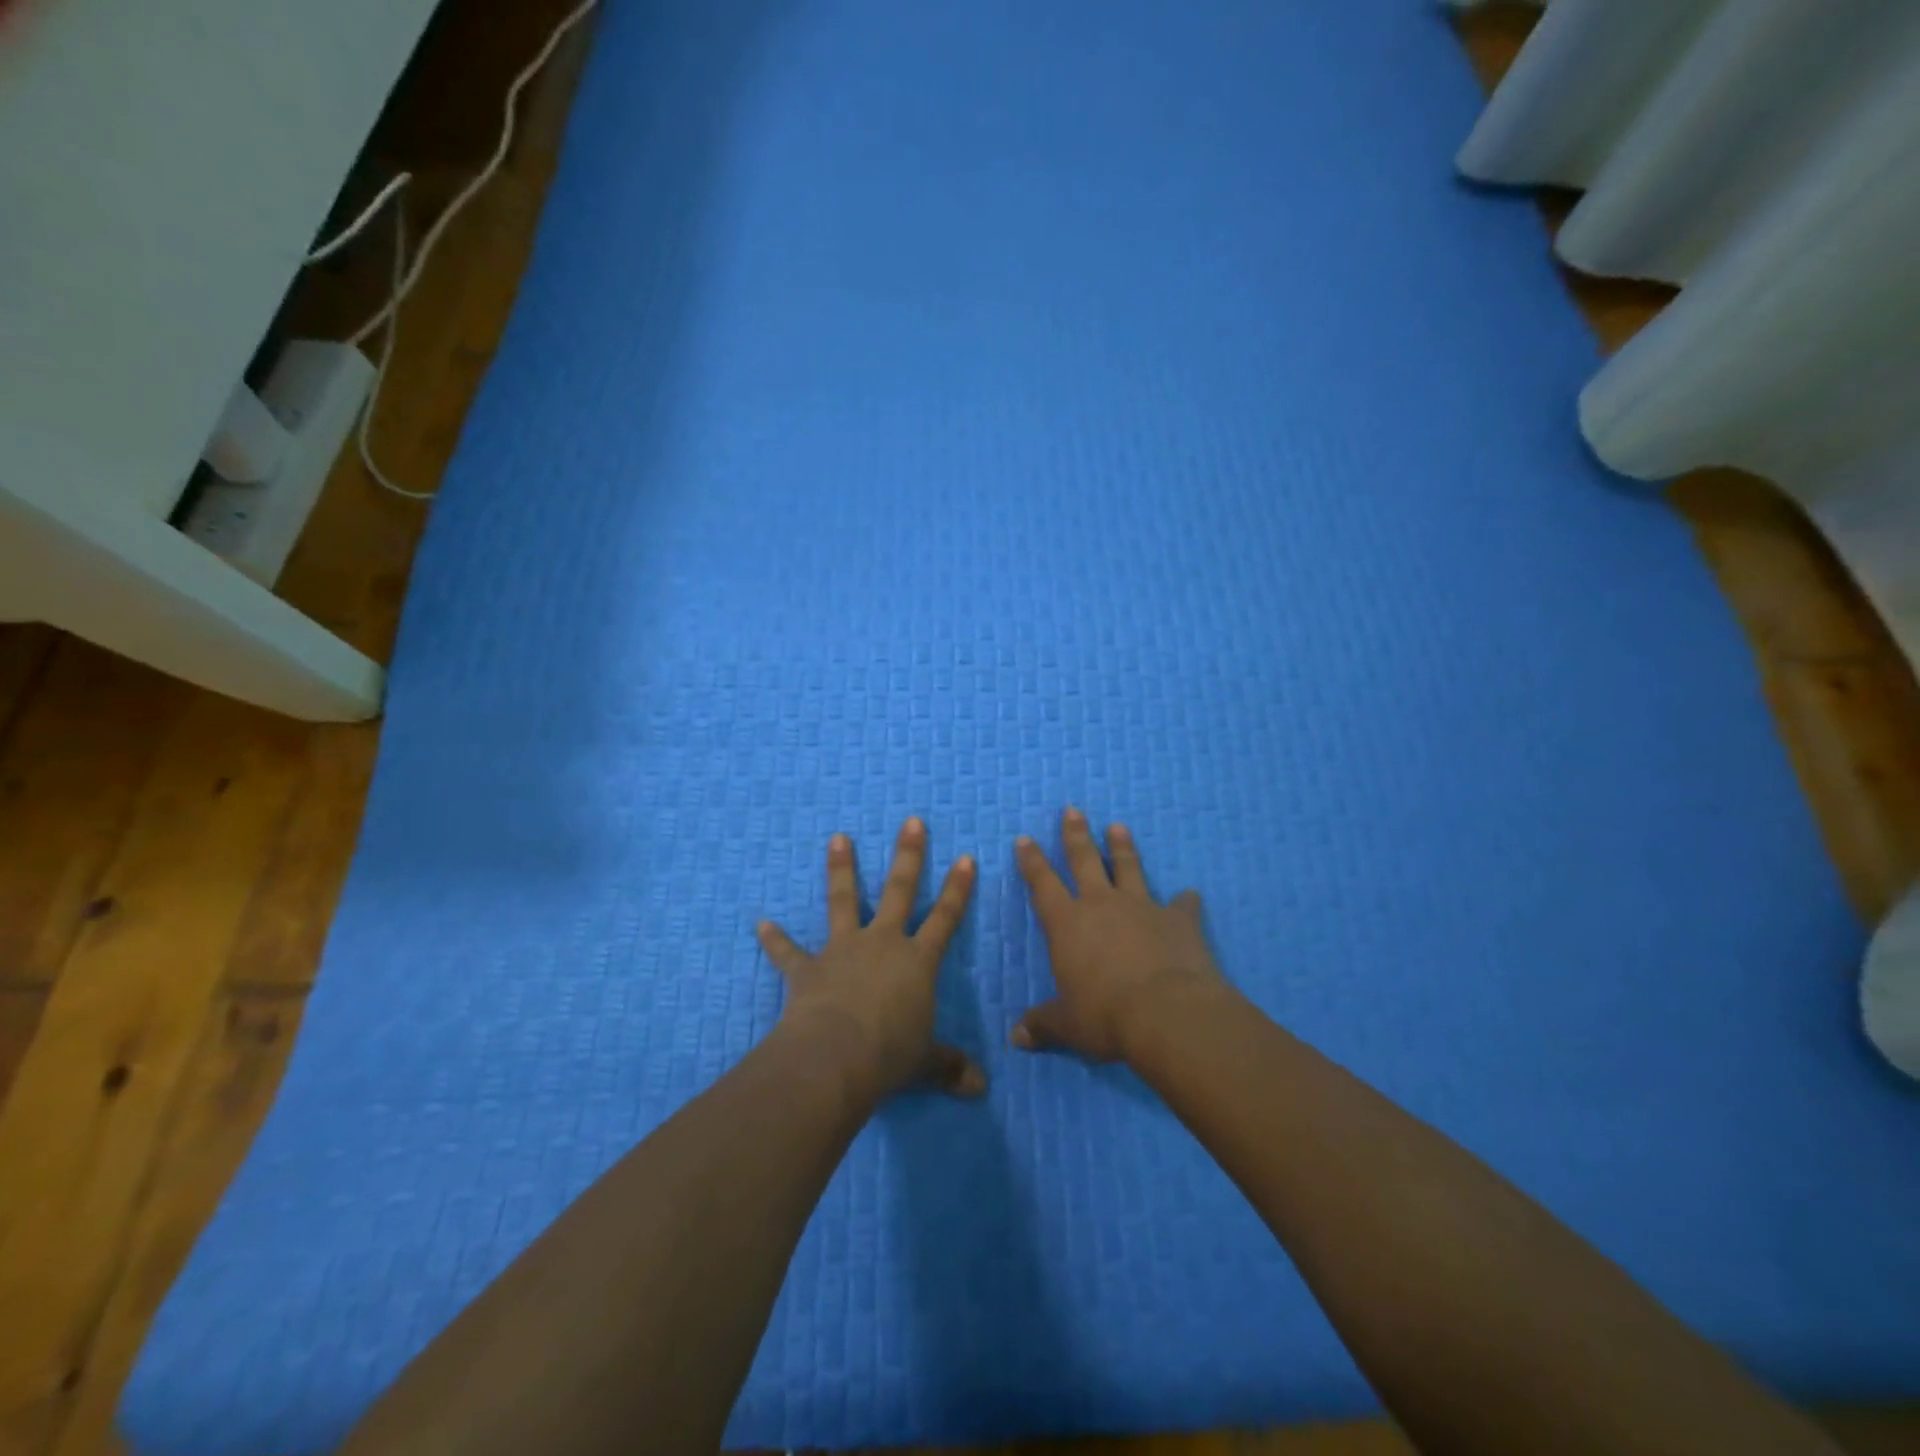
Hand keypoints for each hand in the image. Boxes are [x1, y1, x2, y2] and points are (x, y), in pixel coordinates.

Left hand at [758, 819, 985, 1102]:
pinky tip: (760, 925)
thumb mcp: (926, 1063)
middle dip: (909, 855)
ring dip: (841, 870)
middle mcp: (882, 944)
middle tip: (911, 821)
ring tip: (837, 838)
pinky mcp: (808, 969)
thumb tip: (981, 1089)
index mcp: (917, 961)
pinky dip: (775, 940)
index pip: (945, 918)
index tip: (967, 857)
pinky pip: (789, 952)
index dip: (958, 889)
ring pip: (844, 901)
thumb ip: (951, 1068)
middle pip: (900, 891)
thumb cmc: (889, 1056)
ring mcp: (843, 951)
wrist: (835, 1059)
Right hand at [1012, 807, 1224, 1062]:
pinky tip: (1191, 894)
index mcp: (1067, 923)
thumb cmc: (1106, 1016)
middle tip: (1073, 810)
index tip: (1025, 839)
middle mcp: (1101, 905)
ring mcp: (1142, 907)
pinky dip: (1185, 901)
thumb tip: (1016, 1038)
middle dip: (1076, 835)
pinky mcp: (1178, 920)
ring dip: (1123, 847)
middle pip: (1085, 860)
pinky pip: (1182, 905)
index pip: (1042, 883)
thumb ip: (1043, 1025)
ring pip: (1129, 868)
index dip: (1032, 861)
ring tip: (1118, 826)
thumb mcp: (1068, 1025)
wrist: (1167, 1013)